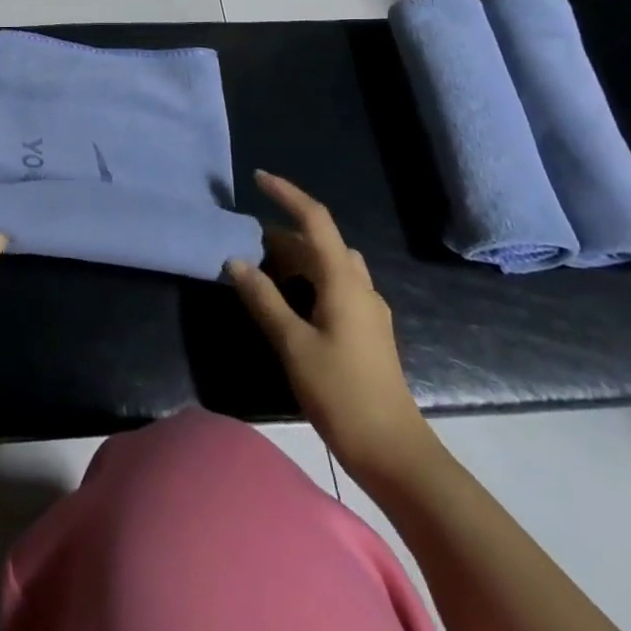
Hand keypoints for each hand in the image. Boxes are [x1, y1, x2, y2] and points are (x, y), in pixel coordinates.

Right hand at [228, 171, 433, 480]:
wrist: (394, 452)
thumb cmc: (342, 392)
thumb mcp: (293, 344)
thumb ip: (264, 299)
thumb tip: (235, 261)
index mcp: (343, 281)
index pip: (315, 219)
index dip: (287, 194)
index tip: (258, 178)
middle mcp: (359, 286)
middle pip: (320, 242)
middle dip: (283, 234)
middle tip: (246, 242)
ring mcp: (367, 309)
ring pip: (328, 265)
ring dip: (296, 258)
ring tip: (261, 269)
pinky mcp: (366, 330)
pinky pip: (334, 286)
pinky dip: (307, 280)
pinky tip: (287, 302)